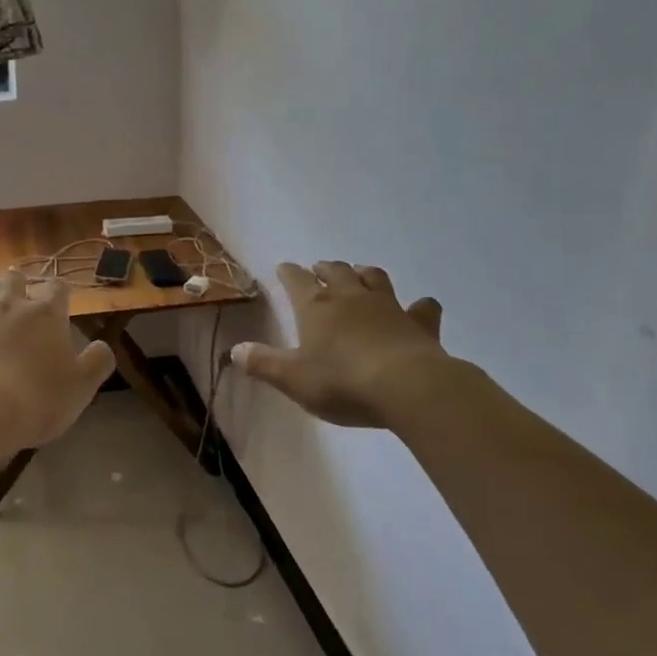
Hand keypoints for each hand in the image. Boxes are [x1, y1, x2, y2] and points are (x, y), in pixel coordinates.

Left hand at [0, 270, 115, 456]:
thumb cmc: (35, 400)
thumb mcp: (80, 388)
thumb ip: (96, 363)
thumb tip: (102, 346)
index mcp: (45, 316)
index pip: (57, 290)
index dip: (59, 291)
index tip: (59, 297)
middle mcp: (9, 306)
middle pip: (14, 281)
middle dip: (18, 282)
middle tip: (18, 287)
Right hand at [232, 262, 450, 426]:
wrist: (407, 387)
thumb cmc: (342, 381)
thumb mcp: (293, 378)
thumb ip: (263, 363)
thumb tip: (235, 350)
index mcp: (316, 306)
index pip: (296, 280)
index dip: (288, 273)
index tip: (283, 268)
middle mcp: (350, 297)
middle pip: (336, 271)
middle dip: (324, 268)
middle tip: (318, 268)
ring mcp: (388, 306)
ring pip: (374, 278)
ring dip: (364, 274)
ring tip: (359, 274)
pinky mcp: (419, 323)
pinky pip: (422, 308)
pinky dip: (419, 306)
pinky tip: (420, 307)